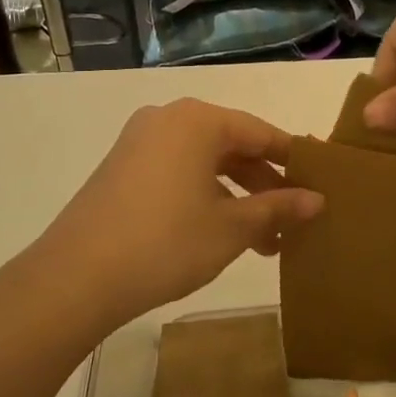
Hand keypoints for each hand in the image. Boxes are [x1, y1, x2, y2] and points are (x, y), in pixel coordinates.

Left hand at [24, 98, 322, 328]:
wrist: (76, 277)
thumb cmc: (166, 242)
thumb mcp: (231, 228)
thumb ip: (277, 208)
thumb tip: (317, 200)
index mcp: (198, 120)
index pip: (261, 132)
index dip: (293, 161)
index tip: (319, 186)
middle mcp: (168, 119)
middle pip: (232, 146)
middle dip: (264, 186)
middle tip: (292, 222)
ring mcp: (139, 142)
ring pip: (205, 163)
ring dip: (237, 197)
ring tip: (263, 240)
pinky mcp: (121, 168)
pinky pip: (177, 172)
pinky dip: (204, 197)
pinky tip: (219, 233)